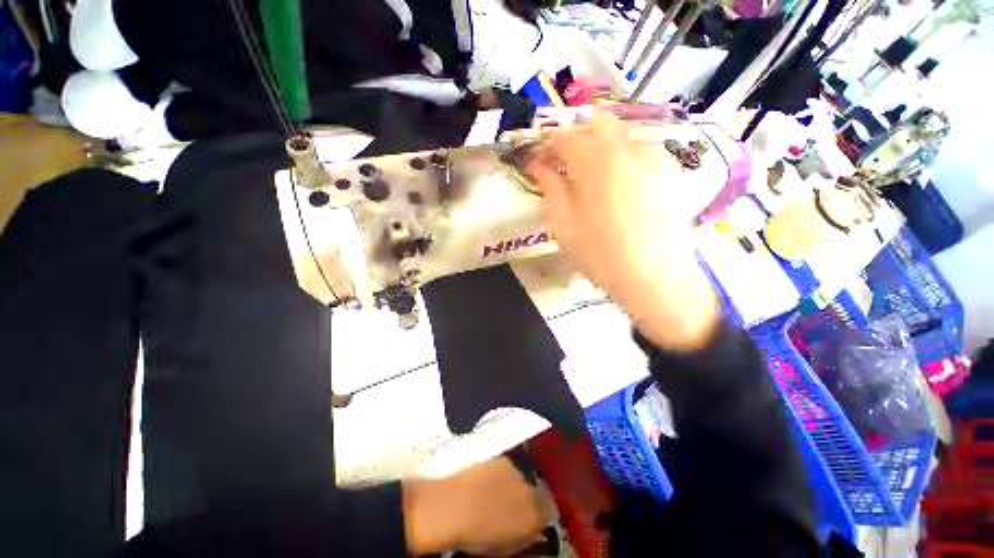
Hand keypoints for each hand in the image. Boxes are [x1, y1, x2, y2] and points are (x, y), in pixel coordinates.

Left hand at [403, 457, 552, 555]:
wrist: (454, 508)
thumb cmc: (476, 537)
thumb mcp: (503, 546)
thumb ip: (521, 536)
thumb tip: (528, 530)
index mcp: (533, 518)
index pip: (548, 513)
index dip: (539, 515)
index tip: (529, 519)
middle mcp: (531, 492)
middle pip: (535, 494)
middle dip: (525, 499)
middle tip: (507, 507)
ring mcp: (517, 473)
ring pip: (520, 479)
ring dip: (512, 486)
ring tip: (493, 494)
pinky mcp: (503, 460)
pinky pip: (508, 468)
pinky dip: (500, 474)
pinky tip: (485, 482)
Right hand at [525, 111, 720, 350]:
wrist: (656, 280)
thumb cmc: (600, 256)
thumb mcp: (563, 225)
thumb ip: (549, 188)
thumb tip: (538, 166)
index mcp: (596, 161)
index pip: (563, 137)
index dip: (544, 147)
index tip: (535, 165)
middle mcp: (628, 148)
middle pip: (596, 123)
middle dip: (574, 138)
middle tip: (562, 165)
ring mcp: (655, 158)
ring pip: (621, 136)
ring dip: (599, 148)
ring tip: (589, 179)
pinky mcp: (671, 173)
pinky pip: (640, 153)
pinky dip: (621, 160)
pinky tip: (617, 189)